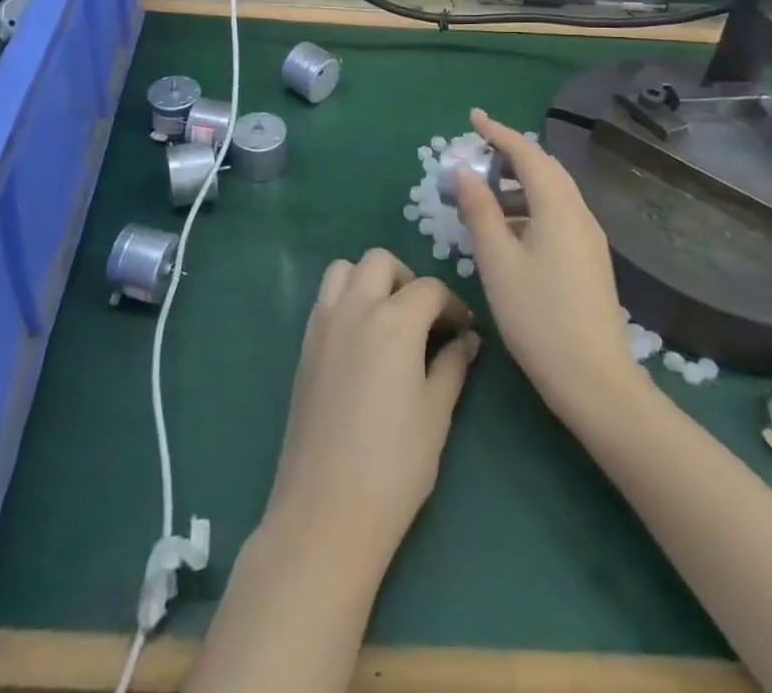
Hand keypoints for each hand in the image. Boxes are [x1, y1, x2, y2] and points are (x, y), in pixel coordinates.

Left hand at [264, 248, 479, 576]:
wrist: (326, 510)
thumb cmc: (394, 465)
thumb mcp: (436, 414)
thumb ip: (453, 366)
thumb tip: (467, 340)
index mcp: (394, 321)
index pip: (429, 289)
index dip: (453, 304)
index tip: (465, 329)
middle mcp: (354, 308)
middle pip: (380, 261)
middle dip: (407, 278)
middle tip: (424, 317)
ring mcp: (323, 324)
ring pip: (344, 270)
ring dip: (369, 280)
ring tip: (389, 319)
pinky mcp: (304, 345)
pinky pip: (325, 299)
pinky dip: (346, 300)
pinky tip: (361, 341)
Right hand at [455, 108, 641, 427]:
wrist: (594, 379)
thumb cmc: (537, 316)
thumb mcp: (497, 261)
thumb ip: (479, 210)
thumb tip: (464, 172)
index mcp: (558, 207)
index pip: (527, 153)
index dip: (498, 132)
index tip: (472, 117)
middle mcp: (579, 214)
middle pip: (545, 168)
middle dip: (511, 154)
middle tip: (476, 154)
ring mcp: (589, 238)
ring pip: (553, 193)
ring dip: (519, 184)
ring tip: (485, 196)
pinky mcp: (589, 260)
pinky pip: (558, 215)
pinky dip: (531, 207)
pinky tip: (509, 232)